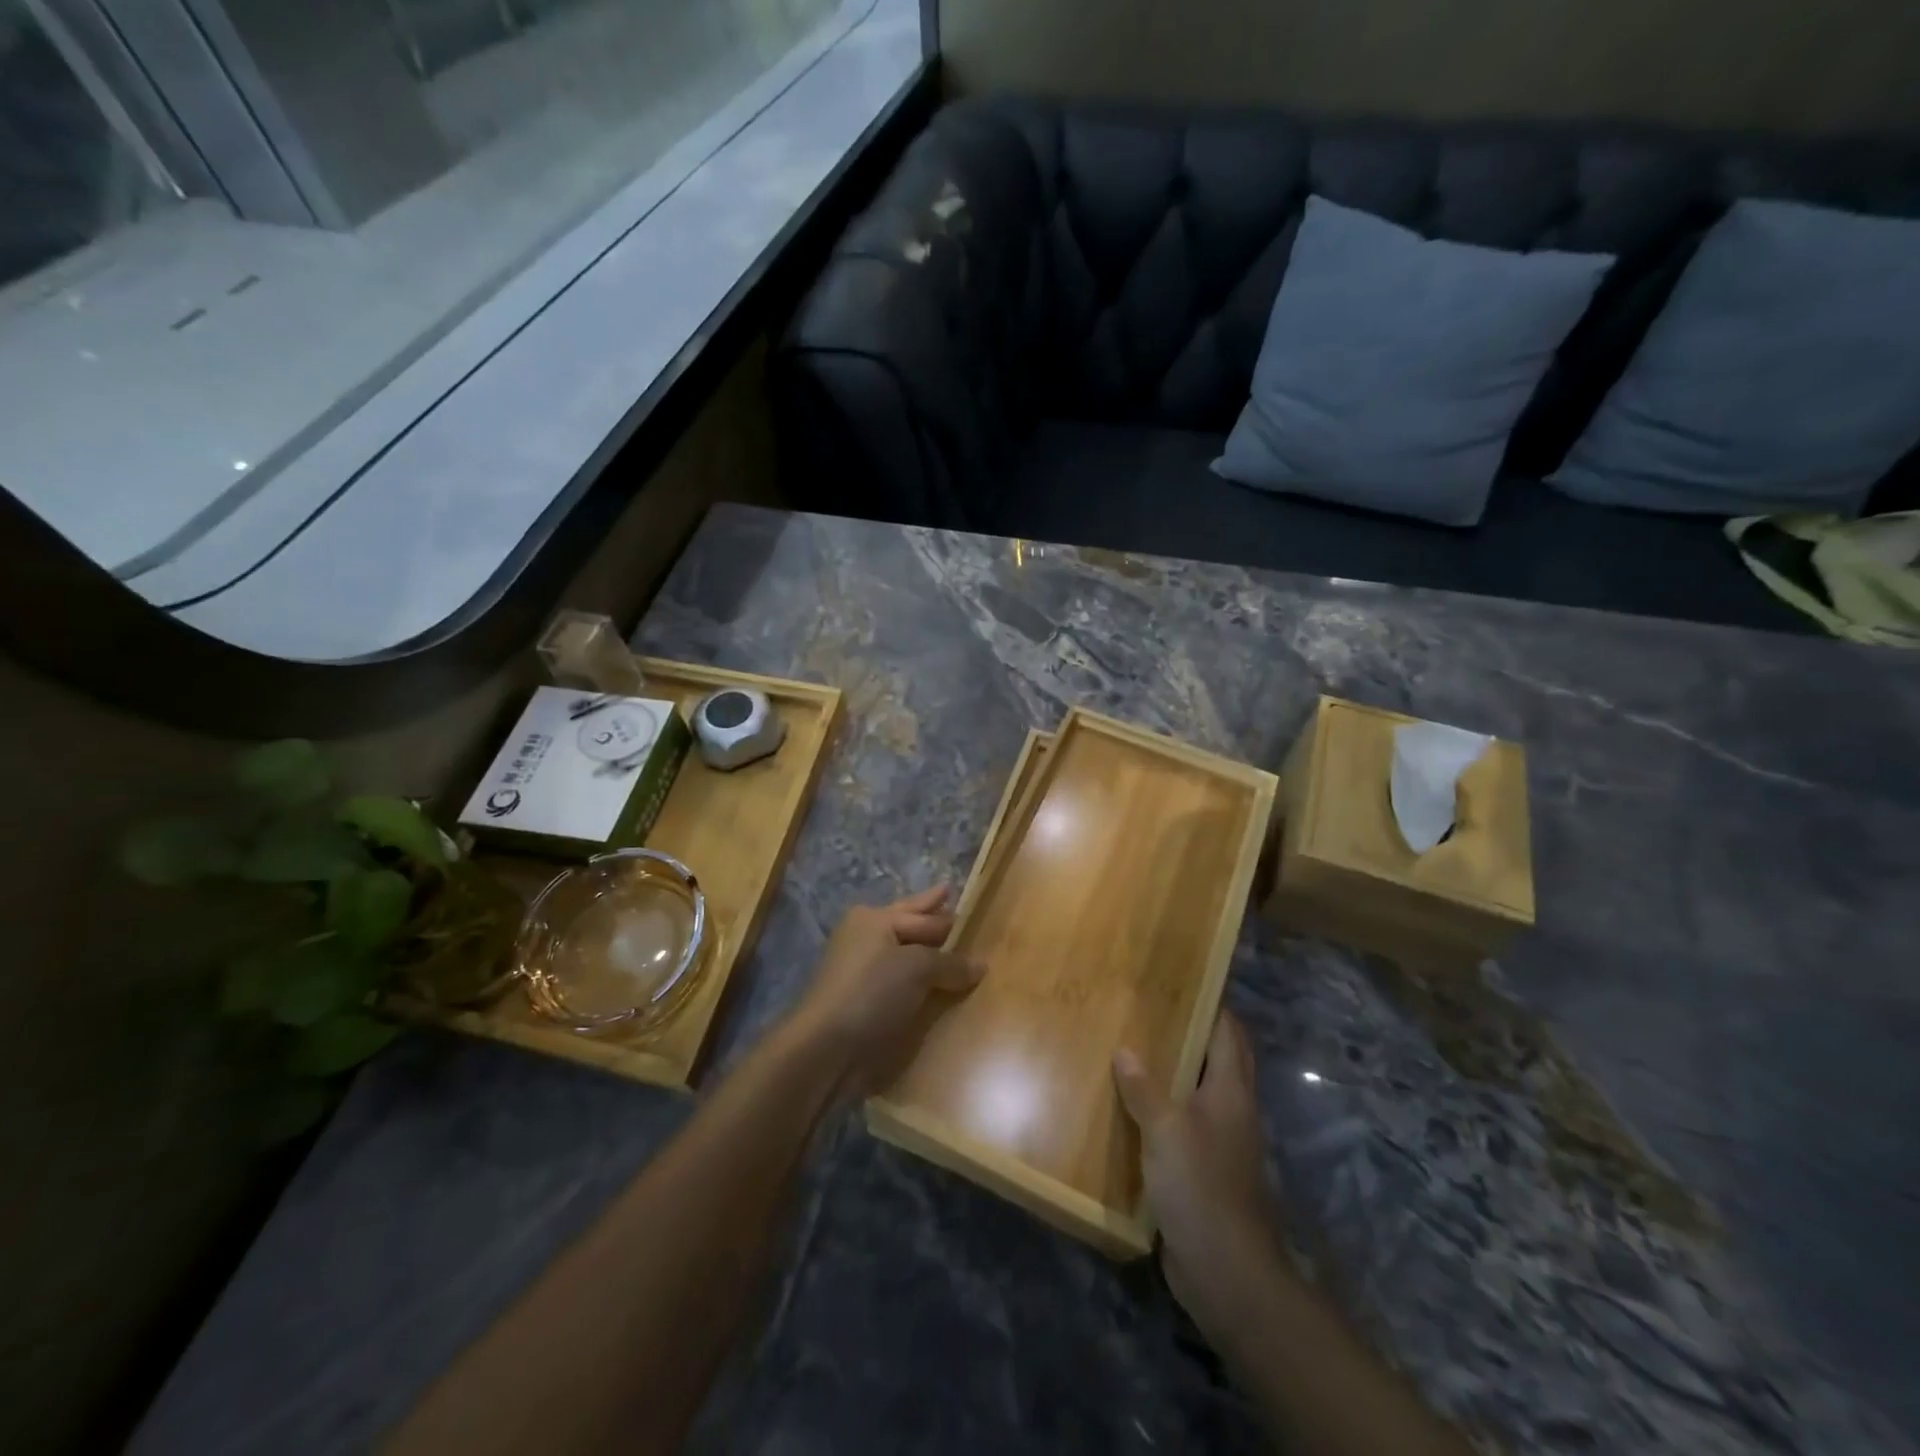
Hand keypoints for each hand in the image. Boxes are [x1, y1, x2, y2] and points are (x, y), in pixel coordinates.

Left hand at [788, 887, 983, 1093]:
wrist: (825, 1046)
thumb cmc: (872, 992)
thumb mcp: (917, 969)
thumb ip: (950, 963)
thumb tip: (980, 965)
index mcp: (874, 918)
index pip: (921, 914)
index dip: (944, 912)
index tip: (961, 900)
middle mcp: (865, 936)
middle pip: (907, 923)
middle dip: (928, 914)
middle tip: (950, 896)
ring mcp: (859, 968)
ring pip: (902, 953)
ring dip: (925, 952)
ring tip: (950, 948)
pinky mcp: (860, 998)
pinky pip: (897, 981)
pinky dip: (916, 980)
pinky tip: (933, 986)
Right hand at [1114, 1010, 1282, 1333]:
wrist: (1227, 1271)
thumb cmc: (1200, 1186)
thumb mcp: (1165, 1130)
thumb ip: (1144, 1088)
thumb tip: (1125, 1050)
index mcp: (1230, 1092)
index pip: (1228, 1033)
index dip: (1212, 1005)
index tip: (1184, 981)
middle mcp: (1233, 1111)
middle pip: (1220, 1060)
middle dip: (1194, 1034)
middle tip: (1154, 1011)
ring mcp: (1222, 1144)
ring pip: (1201, 1093)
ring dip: (1177, 1073)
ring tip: (1136, 1050)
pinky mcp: (1207, 1172)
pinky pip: (1186, 1127)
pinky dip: (1166, 1111)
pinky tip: (1134, 1109)